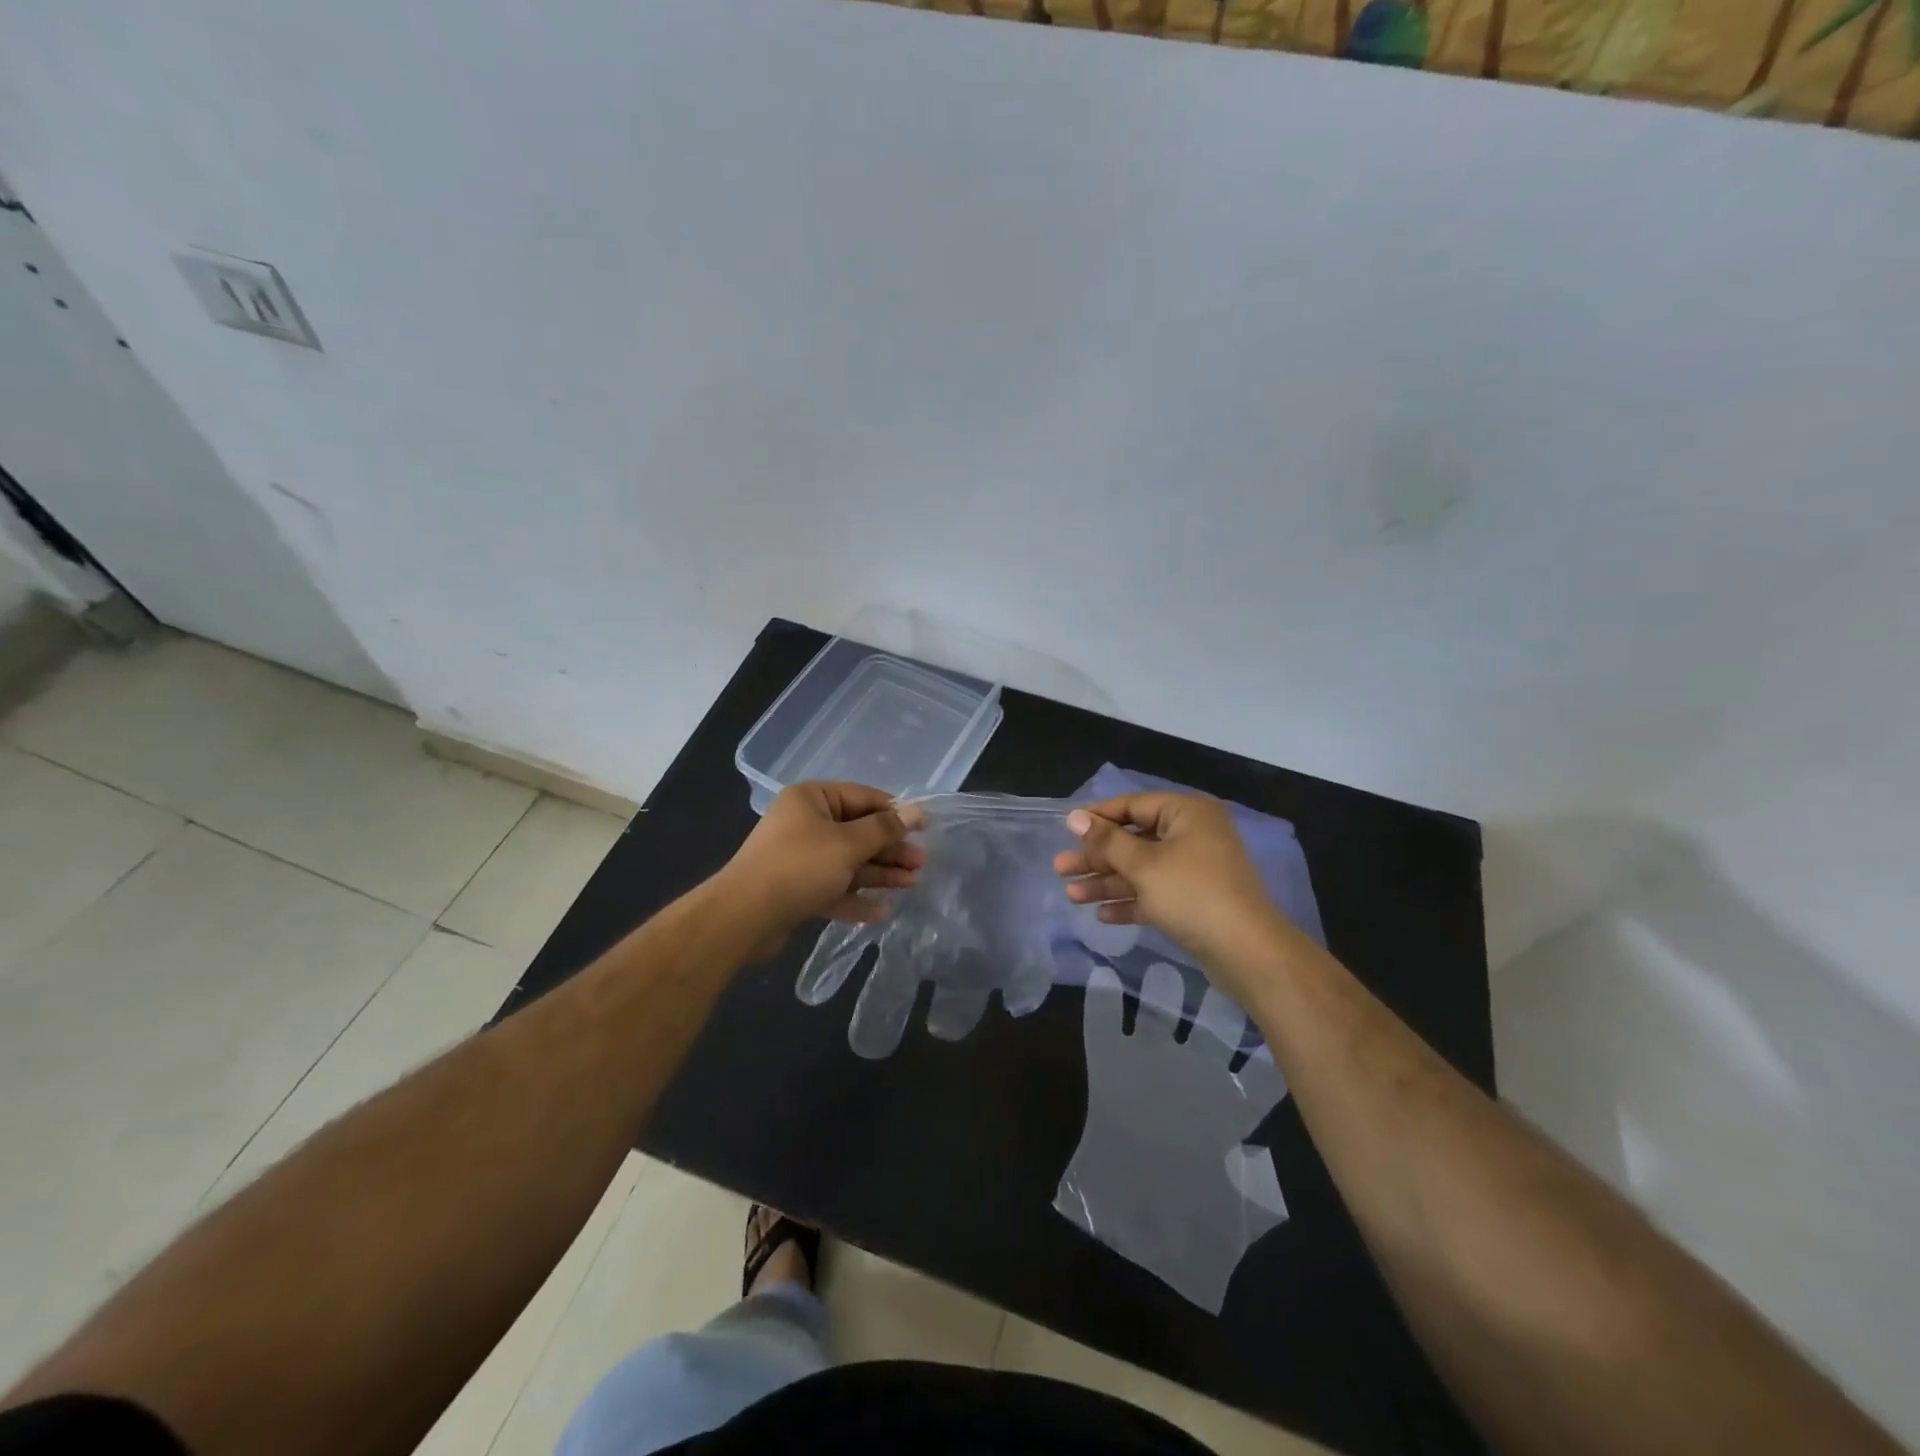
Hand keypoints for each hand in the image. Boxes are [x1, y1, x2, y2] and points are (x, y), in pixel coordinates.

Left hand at [722, 782, 924, 955]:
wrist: (744, 916)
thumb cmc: (800, 867)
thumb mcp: (849, 843)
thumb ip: (885, 828)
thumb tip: (918, 811)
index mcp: (812, 799)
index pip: (863, 798)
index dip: (896, 813)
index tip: (925, 829)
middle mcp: (805, 822)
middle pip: (858, 832)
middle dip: (890, 849)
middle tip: (921, 864)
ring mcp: (799, 857)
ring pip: (848, 862)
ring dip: (879, 874)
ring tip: (911, 885)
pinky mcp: (795, 889)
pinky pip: (833, 887)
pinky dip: (855, 897)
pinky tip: (881, 912)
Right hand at [1054, 793, 1297, 992]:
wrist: (1247, 952)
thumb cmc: (1192, 894)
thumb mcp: (1143, 865)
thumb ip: (1107, 841)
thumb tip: (1075, 817)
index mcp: (1186, 814)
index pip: (1133, 806)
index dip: (1098, 818)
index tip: (1066, 830)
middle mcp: (1192, 835)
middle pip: (1134, 840)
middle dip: (1097, 857)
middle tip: (1061, 869)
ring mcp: (1195, 869)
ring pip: (1142, 869)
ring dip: (1108, 882)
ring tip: (1072, 897)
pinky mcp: (1195, 900)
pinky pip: (1155, 893)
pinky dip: (1131, 901)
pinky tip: (1103, 915)